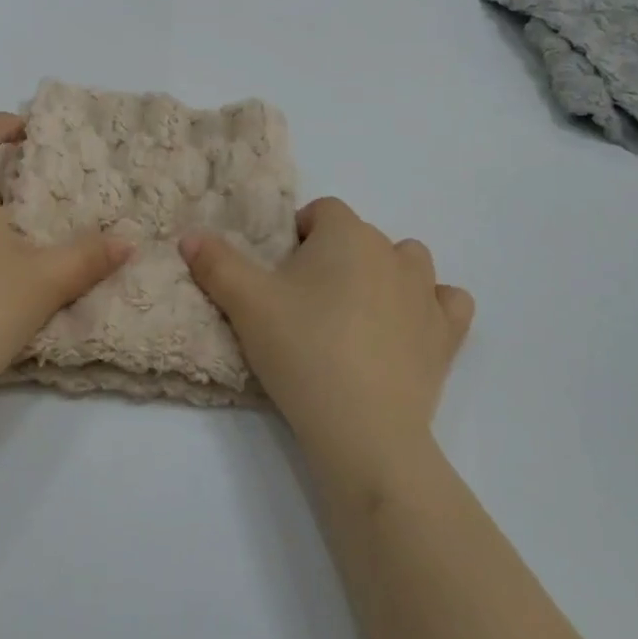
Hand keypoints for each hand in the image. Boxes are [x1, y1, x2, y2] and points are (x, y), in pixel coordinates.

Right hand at [181, 198, 473, 479]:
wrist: (361, 427)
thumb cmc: (301, 350)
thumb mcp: (245, 304)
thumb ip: (216, 263)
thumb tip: (189, 236)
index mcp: (347, 234)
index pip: (323, 211)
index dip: (299, 235)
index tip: (280, 274)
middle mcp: (392, 251)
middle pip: (361, 237)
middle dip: (335, 257)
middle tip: (306, 303)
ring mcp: (426, 292)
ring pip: (408, 262)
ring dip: (385, 274)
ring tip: (356, 313)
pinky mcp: (446, 334)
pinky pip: (448, 302)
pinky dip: (431, 307)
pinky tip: (410, 327)